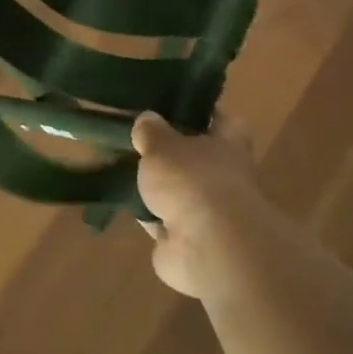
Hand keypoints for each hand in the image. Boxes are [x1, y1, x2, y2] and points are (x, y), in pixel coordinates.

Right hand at [133, 111, 266, 298]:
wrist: (208, 247)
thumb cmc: (192, 182)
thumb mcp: (162, 144)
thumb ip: (152, 131)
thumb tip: (148, 119)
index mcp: (228, 144)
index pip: (220, 119)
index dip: (200, 111)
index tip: (173, 106)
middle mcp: (224, 176)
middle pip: (196, 158)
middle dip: (171, 154)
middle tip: (138, 140)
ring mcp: (209, 212)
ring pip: (179, 192)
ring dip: (158, 188)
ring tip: (124, 170)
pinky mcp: (189, 242)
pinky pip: (164, 223)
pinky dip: (149, 217)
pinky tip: (126, 205)